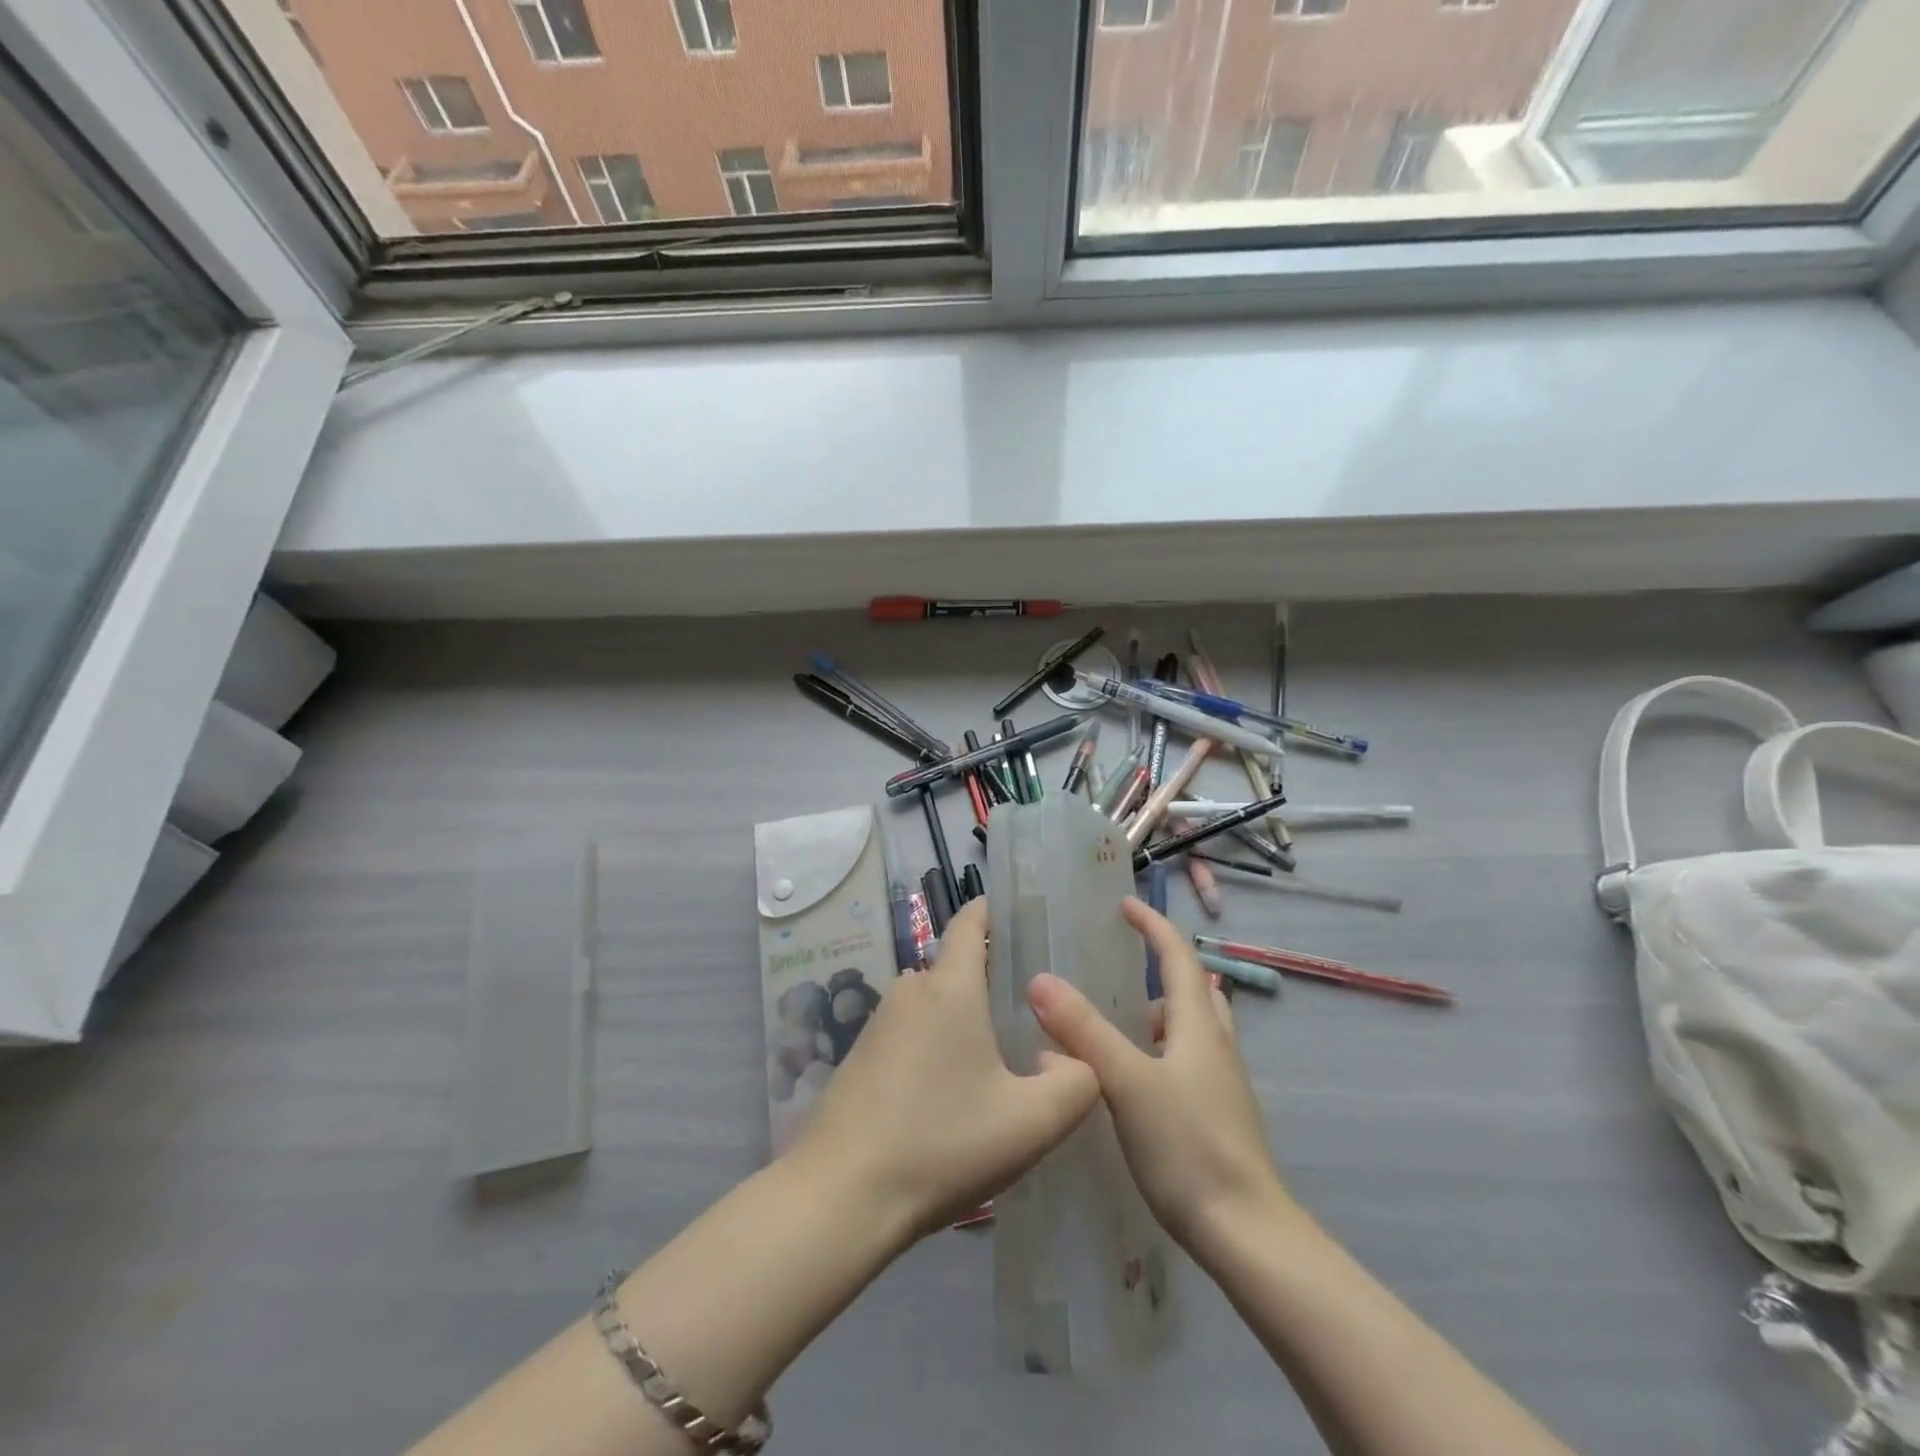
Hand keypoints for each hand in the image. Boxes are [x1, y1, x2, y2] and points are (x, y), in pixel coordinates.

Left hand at [786, 899, 1100, 1242]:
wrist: (840, 1196)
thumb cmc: (941, 1144)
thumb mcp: (1031, 1122)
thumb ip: (1076, 1083)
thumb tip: (1070, 1057)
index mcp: (949, 988)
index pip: (969, 923)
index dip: (993, 911)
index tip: (1020, 917)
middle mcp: (909, 992)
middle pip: (955, 968)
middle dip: (990, 982)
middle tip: (1030, 1015)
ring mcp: (878, 1024)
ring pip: (933, 1006)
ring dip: (962, 1021)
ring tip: (996, 1061)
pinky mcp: (860, 1058)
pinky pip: (910, 1034)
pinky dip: (934, 1047)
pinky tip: (948, 1096)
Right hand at [1028, 897, 1295, 1259]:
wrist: (1248, 1235)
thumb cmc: (1188, 1148)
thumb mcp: (1127, 1083)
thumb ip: (1084, 1030)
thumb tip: (1041, 980)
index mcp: (1198, 1026)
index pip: (1177, 955)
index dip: (1152, 924)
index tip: (1123, 904)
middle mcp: (1216, 1045)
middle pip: (1193, 989)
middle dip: (1160, 970)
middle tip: (1119, 970)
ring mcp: (1223, 1084)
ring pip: (1192, 1029)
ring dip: (1159, 1016)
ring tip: (1117, 1028)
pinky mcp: (1219, 1116)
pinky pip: (1188, 1062)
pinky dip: (1161, 1052)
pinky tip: (1132, 1083)